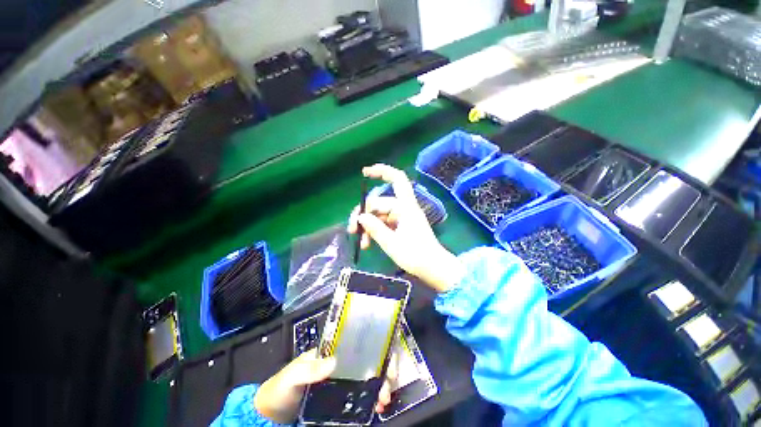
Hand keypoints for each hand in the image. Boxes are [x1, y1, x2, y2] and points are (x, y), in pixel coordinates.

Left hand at [254, 349, 397, 422]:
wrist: (273, 414)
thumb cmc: (282, 388)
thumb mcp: (293, 375)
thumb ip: (309, 368)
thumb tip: (334, 362)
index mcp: (333, 352)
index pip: (359, 345)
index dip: (376, 349)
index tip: (387, 362)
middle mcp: (342, 364)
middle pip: (368, 362)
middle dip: (383, 371)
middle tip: (387, 387)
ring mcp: (343, 382)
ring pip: (368, 379)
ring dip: (380, 387)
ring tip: (383, 401)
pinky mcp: (341, 400)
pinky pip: (361, 397)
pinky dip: (371, 400)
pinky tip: (376, 407)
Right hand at [347, 164, 463, 292]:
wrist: (433, 268)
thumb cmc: (415, 255)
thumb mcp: (391, 243)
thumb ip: (375, 228)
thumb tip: (361, 217)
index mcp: (406, 206)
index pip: (397, 180)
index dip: (382, 171)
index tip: (364, 172)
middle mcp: (403, 208)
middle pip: (379, 203)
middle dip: (364, 215)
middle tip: (352, 230)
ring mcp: (402, 218)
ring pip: (379, 216)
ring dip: (368, 227)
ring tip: (361, 243)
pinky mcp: (400, 226)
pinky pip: (383, 224)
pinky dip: (374, 231)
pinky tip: (367, 244)